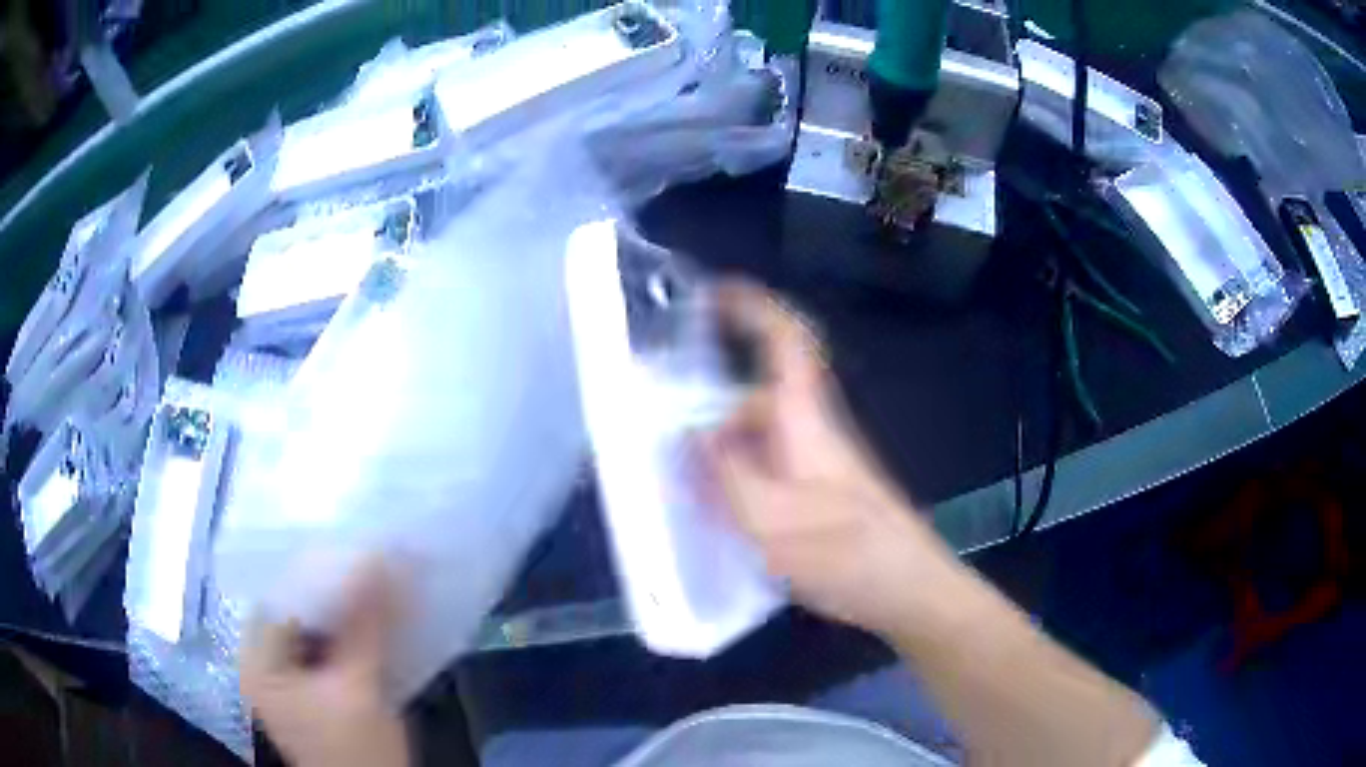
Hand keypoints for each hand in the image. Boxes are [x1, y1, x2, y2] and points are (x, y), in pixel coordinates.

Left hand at [240, 560, 408, 766]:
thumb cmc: (359, 751)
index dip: (317, 571)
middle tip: (368, 561)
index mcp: (258, 662)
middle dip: (331, 589)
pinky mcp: (309, 692)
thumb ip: (366, 623)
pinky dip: (346, 634)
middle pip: (294, 611)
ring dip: (341, 610)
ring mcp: (286, 681)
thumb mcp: (362, 688)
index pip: (280, 597)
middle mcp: (262, 665)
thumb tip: (382, 559)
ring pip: (311, 629)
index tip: (355, 548)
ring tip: (374, 581)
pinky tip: (372, 619)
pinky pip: (323, 649)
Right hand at [702, 280, 956, 638]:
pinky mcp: (819, 494)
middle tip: (661, 446)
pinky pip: (765, 471)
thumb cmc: (847, 552)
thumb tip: (693, 435)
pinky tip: (715, 519)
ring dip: (719, 456)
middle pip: (755, 398)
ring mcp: (818, 463)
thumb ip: (726, 474)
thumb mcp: (771, 520)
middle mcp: (813, 429)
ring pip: (757, 440)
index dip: (753, 306)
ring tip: (679, 492)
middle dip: (707, 412)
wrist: (907, 589)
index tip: (711, 293)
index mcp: (806, 417)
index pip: (787, 339)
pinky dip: (735, 482)